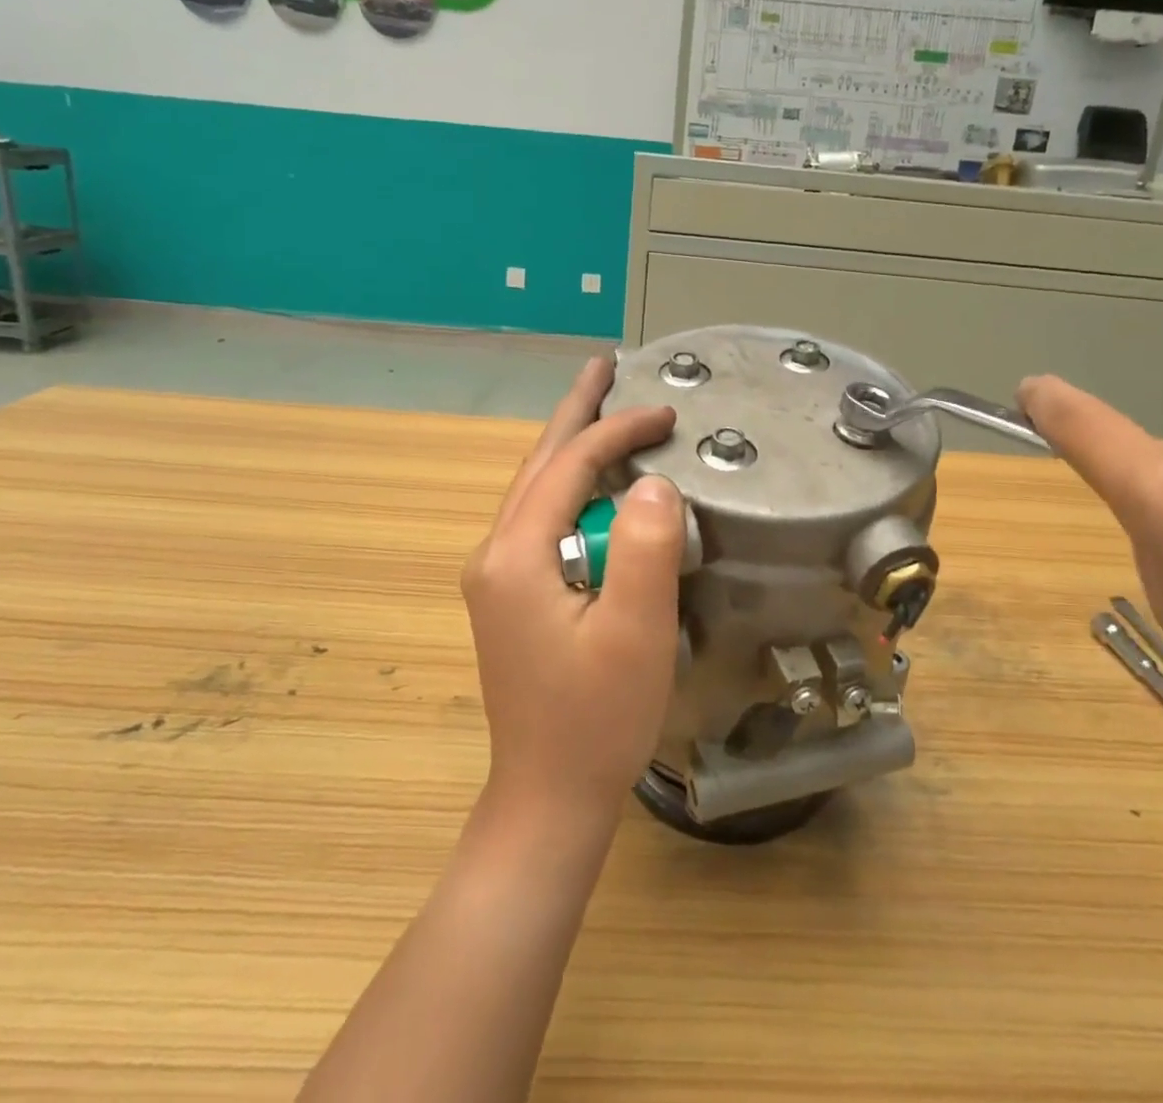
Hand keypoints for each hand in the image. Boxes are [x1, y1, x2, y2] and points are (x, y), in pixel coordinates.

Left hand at [461, 357, 684, 827]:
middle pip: (539, 464)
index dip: (618, 431)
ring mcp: (497, 577)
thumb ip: (644, 548)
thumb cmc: (597, 718)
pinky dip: (570, 486)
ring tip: (601, 408)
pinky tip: (593, 483)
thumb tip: (652, 481)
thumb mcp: (635, 632)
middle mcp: (495, 555)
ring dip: (571, 446)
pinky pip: (542, 520)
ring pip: (537, 490)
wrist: (549, 796)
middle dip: (574, 413)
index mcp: (516, 555)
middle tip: (603, 366)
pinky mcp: (511, 596)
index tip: (667, 413)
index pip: (569, 466)